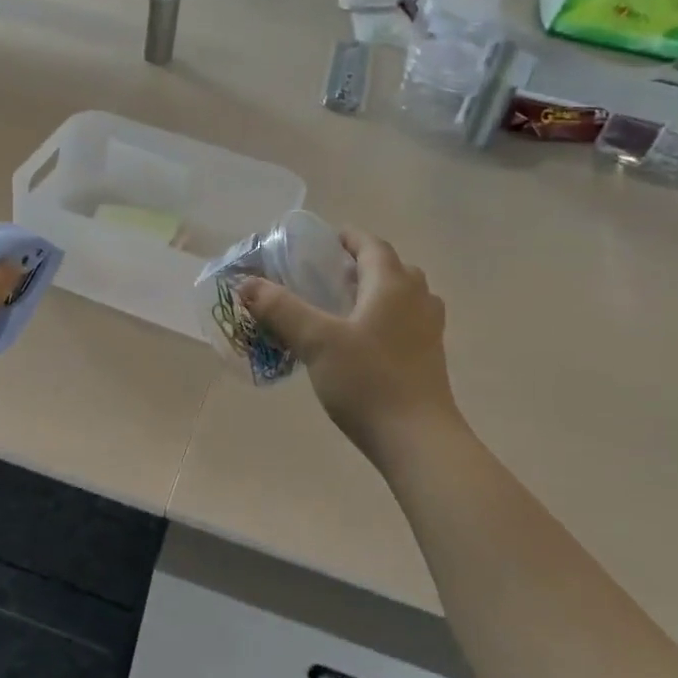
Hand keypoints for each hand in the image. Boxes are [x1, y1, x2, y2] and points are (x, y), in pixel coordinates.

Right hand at [241, 229, 463, 468]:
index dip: (348, 238)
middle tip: (328, 275)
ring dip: (377, 291)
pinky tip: (363, 341)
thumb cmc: (367, 381)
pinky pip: (408, 321)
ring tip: (345, 305)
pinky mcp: (430, 357)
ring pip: (404, 295)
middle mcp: (417, 299)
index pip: (372, 245)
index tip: (324, 241)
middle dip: (362, 264)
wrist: (417, 439)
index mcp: (392, 285)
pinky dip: (386, 317)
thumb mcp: (316, 341)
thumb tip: (247, 284)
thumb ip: (281, 308)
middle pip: (392, 267)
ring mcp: (429, 329)